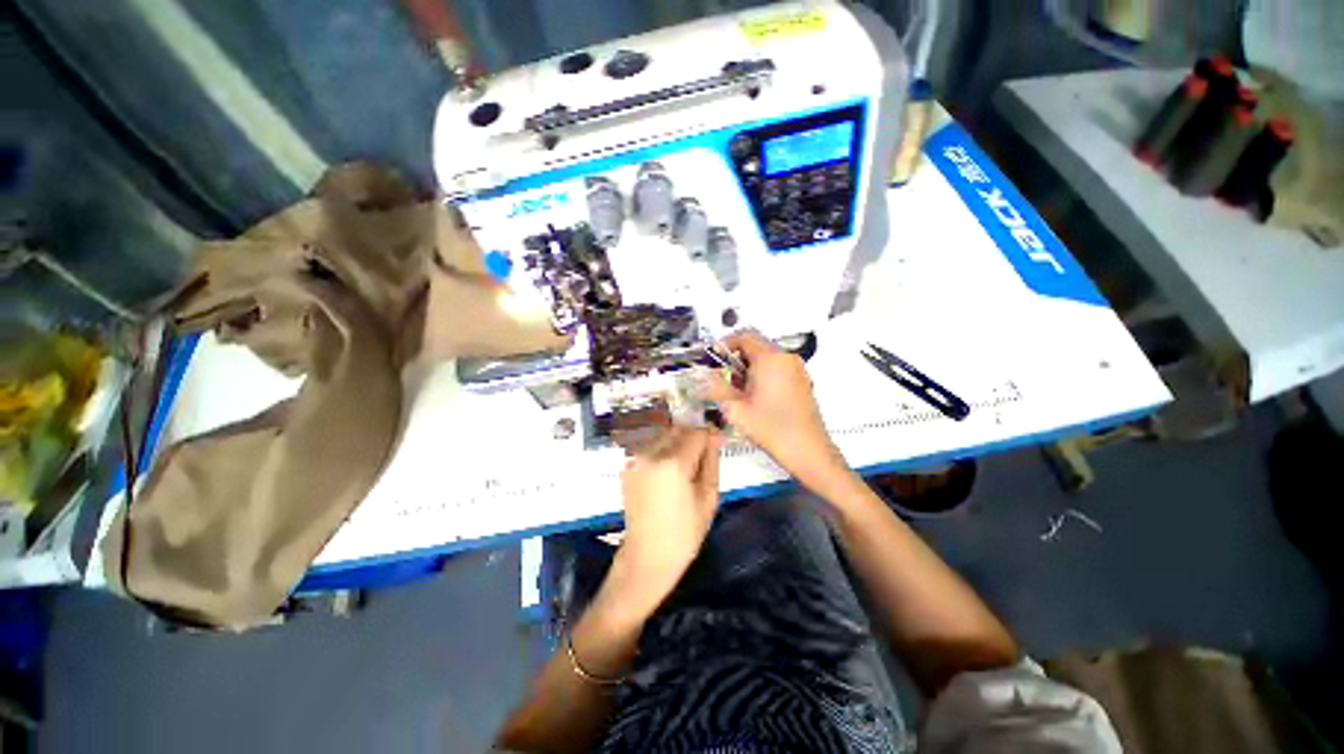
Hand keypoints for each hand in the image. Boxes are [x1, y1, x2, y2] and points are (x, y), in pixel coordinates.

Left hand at [616, 427, 722, 610]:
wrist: (647, 557)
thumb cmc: (685, 533)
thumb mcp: (708, 497)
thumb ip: (712, 461)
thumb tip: (715, 434)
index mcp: (673, 463)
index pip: (697, 432)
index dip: (709, 436)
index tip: (716, 445)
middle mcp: (651, 453)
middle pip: (679, 430)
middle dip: (692, 438)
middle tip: (700, 462)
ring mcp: (635, 458)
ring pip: (664, 436)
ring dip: (677, 443)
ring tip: (683, 470)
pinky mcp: (628, 465)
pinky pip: (651, 447)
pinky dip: (663, 452)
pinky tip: (667, 476)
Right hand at [707, 331, 847, 489]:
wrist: (807, 450)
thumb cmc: (770, 428)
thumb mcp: (735, 409)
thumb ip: (717, 387)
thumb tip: (706, 375)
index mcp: (769, 358)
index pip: (743, 337)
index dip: (725, 344)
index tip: (714, 358)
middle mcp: (785, 357)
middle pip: (756, 345)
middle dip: (737, 357)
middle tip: (724, 377)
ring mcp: (797, 368)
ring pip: (767, 356)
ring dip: (750, 366)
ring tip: (739, 390)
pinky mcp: (802, 380)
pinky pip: (778, 366)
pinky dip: (764, 372)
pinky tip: (757, 395)